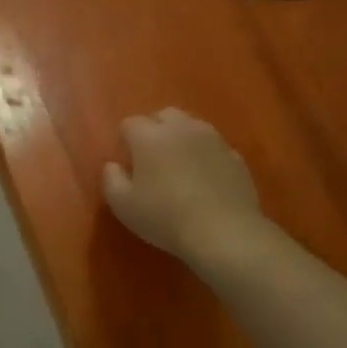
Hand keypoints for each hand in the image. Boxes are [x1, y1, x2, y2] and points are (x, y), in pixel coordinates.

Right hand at [103, 108, 270, 269]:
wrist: (224, 232)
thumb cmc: (165, 217)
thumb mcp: (123, 205)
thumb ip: (111, 179)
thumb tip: (113, 165)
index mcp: (149, 136)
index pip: (130, 123)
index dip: (125, 141)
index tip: (127, 163)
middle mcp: (181, 129)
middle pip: (164, 115)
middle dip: (155, 129)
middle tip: (151, 158)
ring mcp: (213, 140)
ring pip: (192, 126)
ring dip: (182, 138)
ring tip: (179, 166)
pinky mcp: (236, 156)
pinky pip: (214, 147)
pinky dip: (205, 155)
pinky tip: (204, 179)